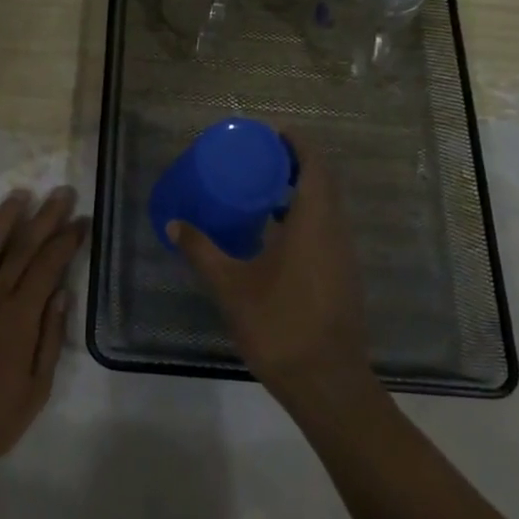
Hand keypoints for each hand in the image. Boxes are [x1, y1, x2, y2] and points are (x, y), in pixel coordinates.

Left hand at [0, 186, 87, 468]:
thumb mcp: (34, 391)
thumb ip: (49, 339)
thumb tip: (62, 295)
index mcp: (20, 315)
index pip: (49, 265)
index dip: (67, 240)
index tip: (81, 220)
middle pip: (23, 246)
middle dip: (46, 217)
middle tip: (62, 192)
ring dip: (5, 217)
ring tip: (21, 194)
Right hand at [170, 144, 374, 404]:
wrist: (328, 384)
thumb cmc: (280, 326)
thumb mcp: (231, 286)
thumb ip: (202, 251)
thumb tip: (174, 224)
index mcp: (314, 223)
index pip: (315, 166)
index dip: (298, 145)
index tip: (272, 134)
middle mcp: (335, 231)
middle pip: (324, 182)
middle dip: (296, 164)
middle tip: (258, 158)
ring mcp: (343, 256)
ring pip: (328, 208)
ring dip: (301, 192)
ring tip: (261, 190)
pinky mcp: (343, 276)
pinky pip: (327, 229)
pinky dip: (304, 217)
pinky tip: (273, 234)